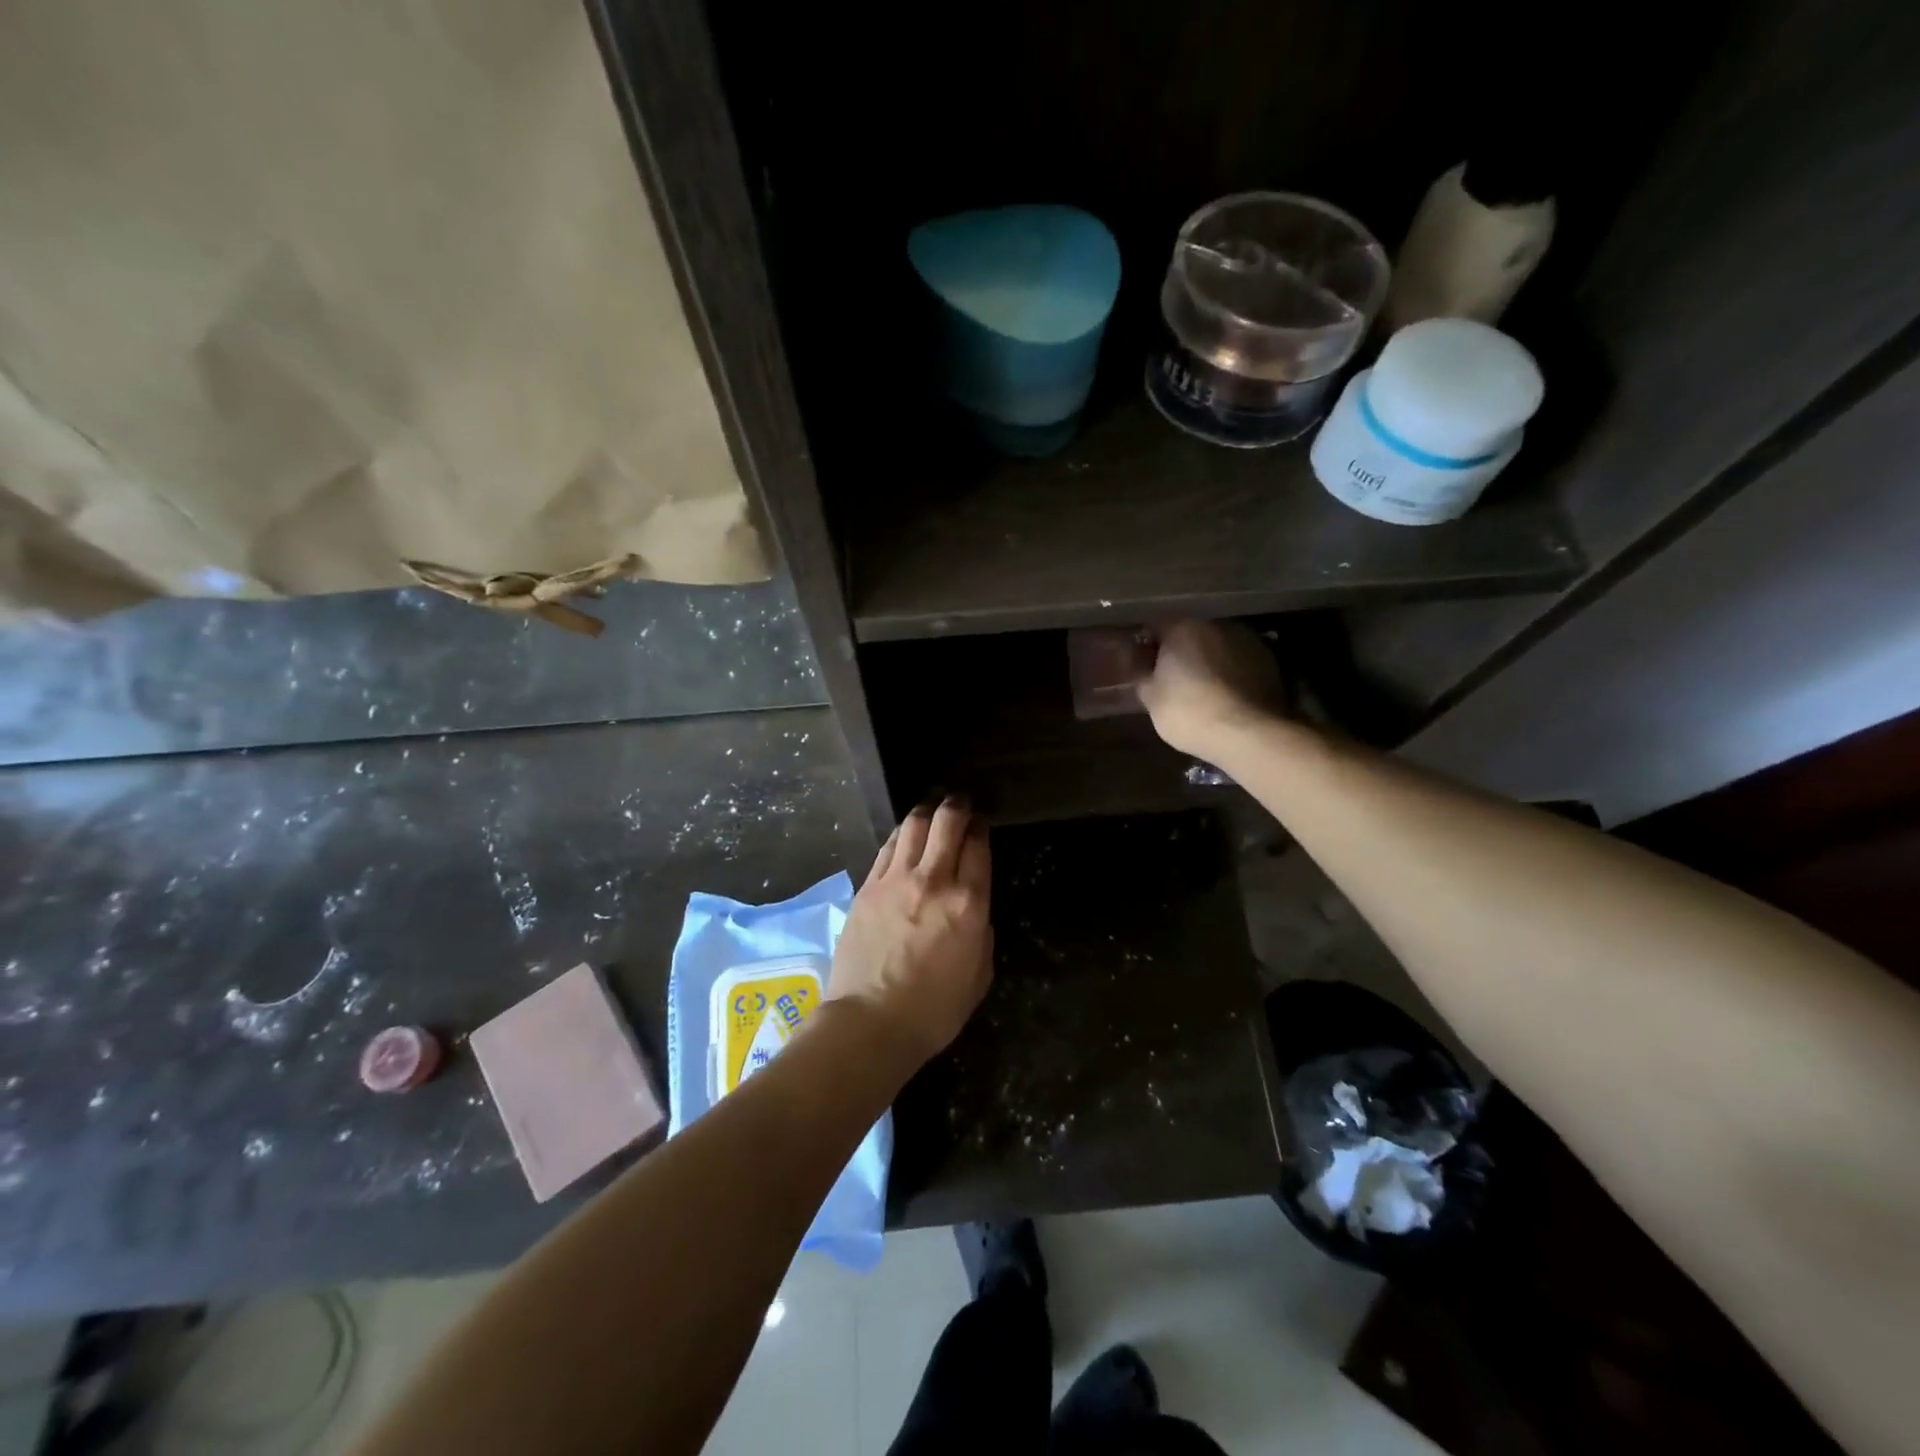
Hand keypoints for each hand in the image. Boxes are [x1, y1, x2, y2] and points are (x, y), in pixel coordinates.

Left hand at [826, 798, 992, 1071]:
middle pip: (946, 822)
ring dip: (926, 812)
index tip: (982, 822)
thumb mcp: (979, 977)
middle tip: (960, 802)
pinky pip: (887, 847)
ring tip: (932, 810)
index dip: (981, 827)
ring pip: (913, 826)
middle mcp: (933, 881)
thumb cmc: (933, 1011)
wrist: (869, 1023)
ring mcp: (895, 881)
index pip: (978, 846)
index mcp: (968, 904)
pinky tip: (905, 834)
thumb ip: (982, 935)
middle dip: (956, 806)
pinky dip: (901, 834)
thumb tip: (973, 913)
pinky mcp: (867, 888)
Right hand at [1134, 619, 1283, 759]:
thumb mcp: (1151, 699)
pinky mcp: (1269, 661)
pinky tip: (1223, 696)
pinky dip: (1229, 673)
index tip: (1139, 664)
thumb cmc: (1189, 711)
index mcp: (1182, 627)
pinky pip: (1238, 662)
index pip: (1154, 625)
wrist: (1248, 734)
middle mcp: (1216, 624)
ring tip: (1199, 688)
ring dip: (1207, 660)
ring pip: (1216, 646)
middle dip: (1178, 651)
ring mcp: (1246, 640)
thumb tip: (1141, 668)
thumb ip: (1143, 676)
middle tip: (1168, 677)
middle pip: (1189, 632)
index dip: (1144, 645)